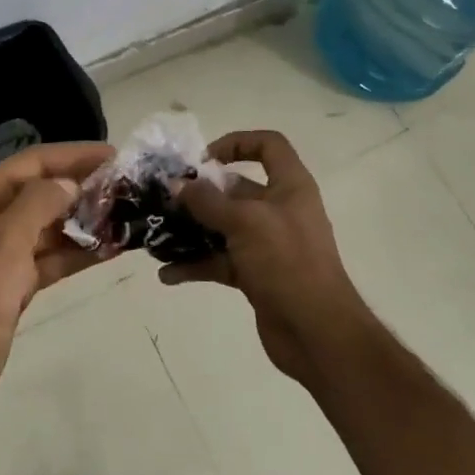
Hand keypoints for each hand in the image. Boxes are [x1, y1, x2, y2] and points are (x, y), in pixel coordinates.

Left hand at [0, 141, 114, 411]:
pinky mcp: (19, 281)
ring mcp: (7, 250)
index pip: (35, 162)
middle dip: (85, 186)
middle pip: (46, 190)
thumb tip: (70, 183)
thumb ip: (39, 203)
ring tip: (129, 215)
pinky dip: (81, 252)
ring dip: (87, 219)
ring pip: (54, 224)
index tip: (115, 155)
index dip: (75, 154)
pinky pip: (56, 256)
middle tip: (129, 186)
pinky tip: (114, 248)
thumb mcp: (5, 241)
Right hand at [167, 130, 370, 384]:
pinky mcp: (256, 274)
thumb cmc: (287, 263)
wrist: (317, 333)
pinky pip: (220, 261)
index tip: (203, 159)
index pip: (268, 145)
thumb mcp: (245, 223)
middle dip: (200, 192)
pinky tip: (168, 273)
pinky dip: (196, 264)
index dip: (237, 142)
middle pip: (236, 188)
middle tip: (165, 198)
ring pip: (223, 227)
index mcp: (289, 186)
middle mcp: (279, 209)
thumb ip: (207, 202)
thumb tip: (176, 184)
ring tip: (157, 233)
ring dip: (192, 229)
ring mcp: (267, 244)